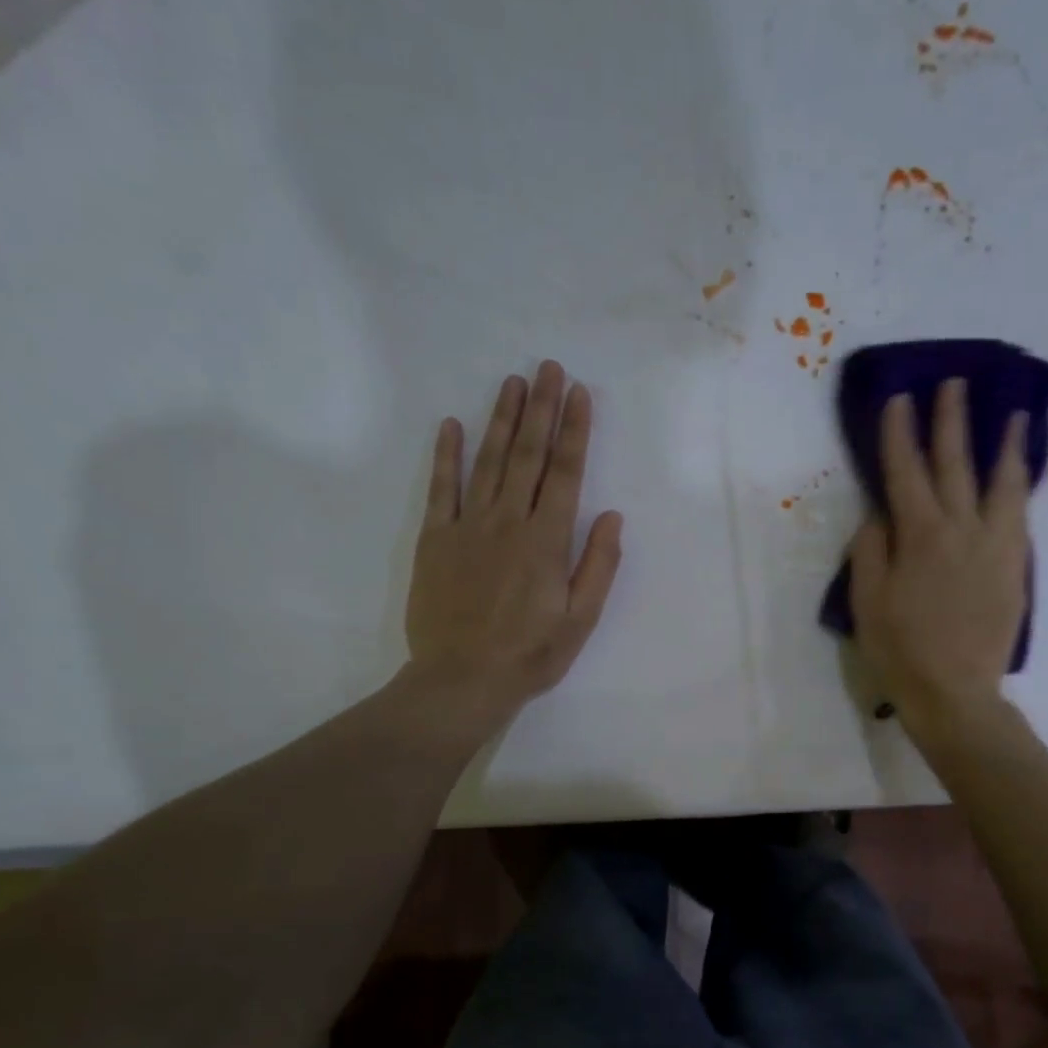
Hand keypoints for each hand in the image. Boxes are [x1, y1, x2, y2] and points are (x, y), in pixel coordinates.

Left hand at [403, 361, 622, 735]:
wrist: (462, 679)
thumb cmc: (530, 655)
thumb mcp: (581, 619)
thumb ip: (598, 565)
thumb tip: (612, 515)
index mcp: (547, 541)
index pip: (566, 473)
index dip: (575, 430)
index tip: (580, 393)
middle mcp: (509, 522)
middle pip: (529, 455)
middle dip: (542, 409)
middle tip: (549, 367)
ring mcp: (468, 527)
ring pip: (488, 461)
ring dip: (502, 419)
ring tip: (514, 383)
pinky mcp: (435, 539)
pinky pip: (441, 489)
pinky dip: (446, 455)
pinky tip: (451, 424)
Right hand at [848, 378, 1030, 732]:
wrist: (955, 693)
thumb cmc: (900, 650)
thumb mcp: (867, 602)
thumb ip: (870, 551)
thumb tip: (879, 514)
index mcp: (920, 536)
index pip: (906, 472)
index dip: (900, 433)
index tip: (900, 398)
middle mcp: (962, 529)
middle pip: (955, 464)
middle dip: (951, 422)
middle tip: (954, 384)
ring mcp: (996, 546)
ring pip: (1003, 484)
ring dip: (1005, 445)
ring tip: (1013, 414)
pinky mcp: (1015, 567)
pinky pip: (1020, 514)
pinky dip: (1019, 486)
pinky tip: (1019, 475)